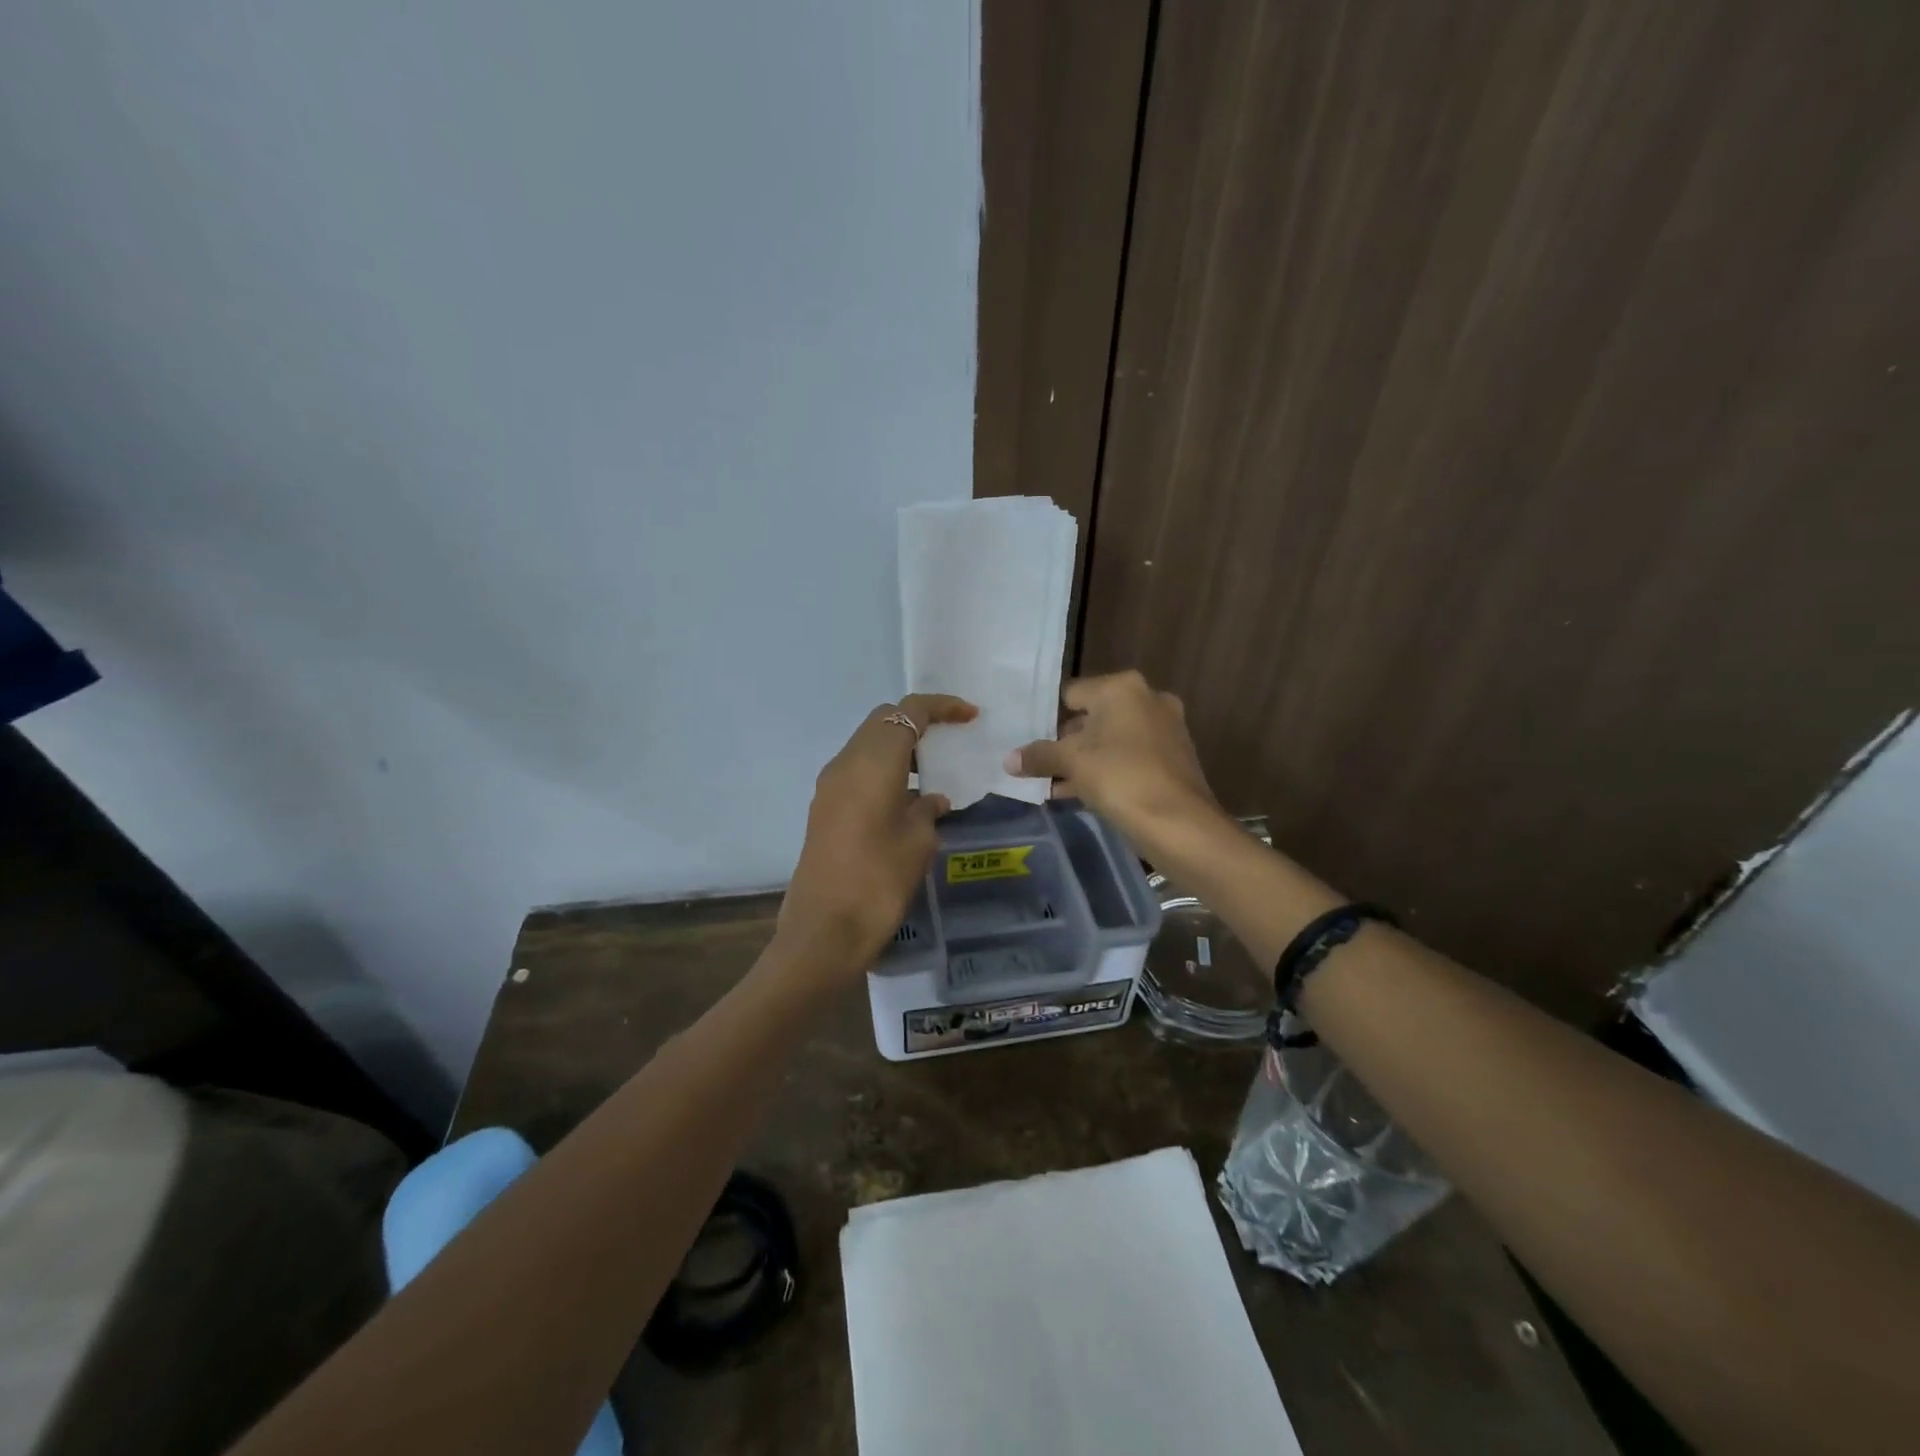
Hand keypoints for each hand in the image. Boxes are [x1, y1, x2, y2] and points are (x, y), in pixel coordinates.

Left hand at [775, 694, 977, 983]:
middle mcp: (845, 763)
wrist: (824, 930)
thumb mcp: (918, 842)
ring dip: (899, 747)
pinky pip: (858, 770)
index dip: (941, 707)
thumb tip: (932, 799)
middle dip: (917, 721)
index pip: (908, 713)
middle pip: (882, 721)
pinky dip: (884, 769)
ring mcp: (829, 786)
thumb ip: (928, 810)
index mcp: (872, 761)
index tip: (969, 715)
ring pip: (867, 744)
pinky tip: (907, 798)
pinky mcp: (824, 808)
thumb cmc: (879, 880)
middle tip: (950, 738)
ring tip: (932, 769)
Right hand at [1005, 670, 1221, 850]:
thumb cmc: (1121, 778)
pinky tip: (1080, 795)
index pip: (1071, 694)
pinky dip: (1107, 771)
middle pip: (1092, 716)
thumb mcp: (1072, 763)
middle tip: (1037, 763)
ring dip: (1084, 760)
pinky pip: (1129, 758)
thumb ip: (1039, 756)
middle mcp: (1148, 699)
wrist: (1180, 824)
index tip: (1026, 739)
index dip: (1046, 717)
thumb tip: (1008, 759)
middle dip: (1065, 742)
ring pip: (1111, 740)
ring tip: (1051, 784)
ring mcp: (1165, 728)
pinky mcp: (1173, 757)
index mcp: (1123, 688)